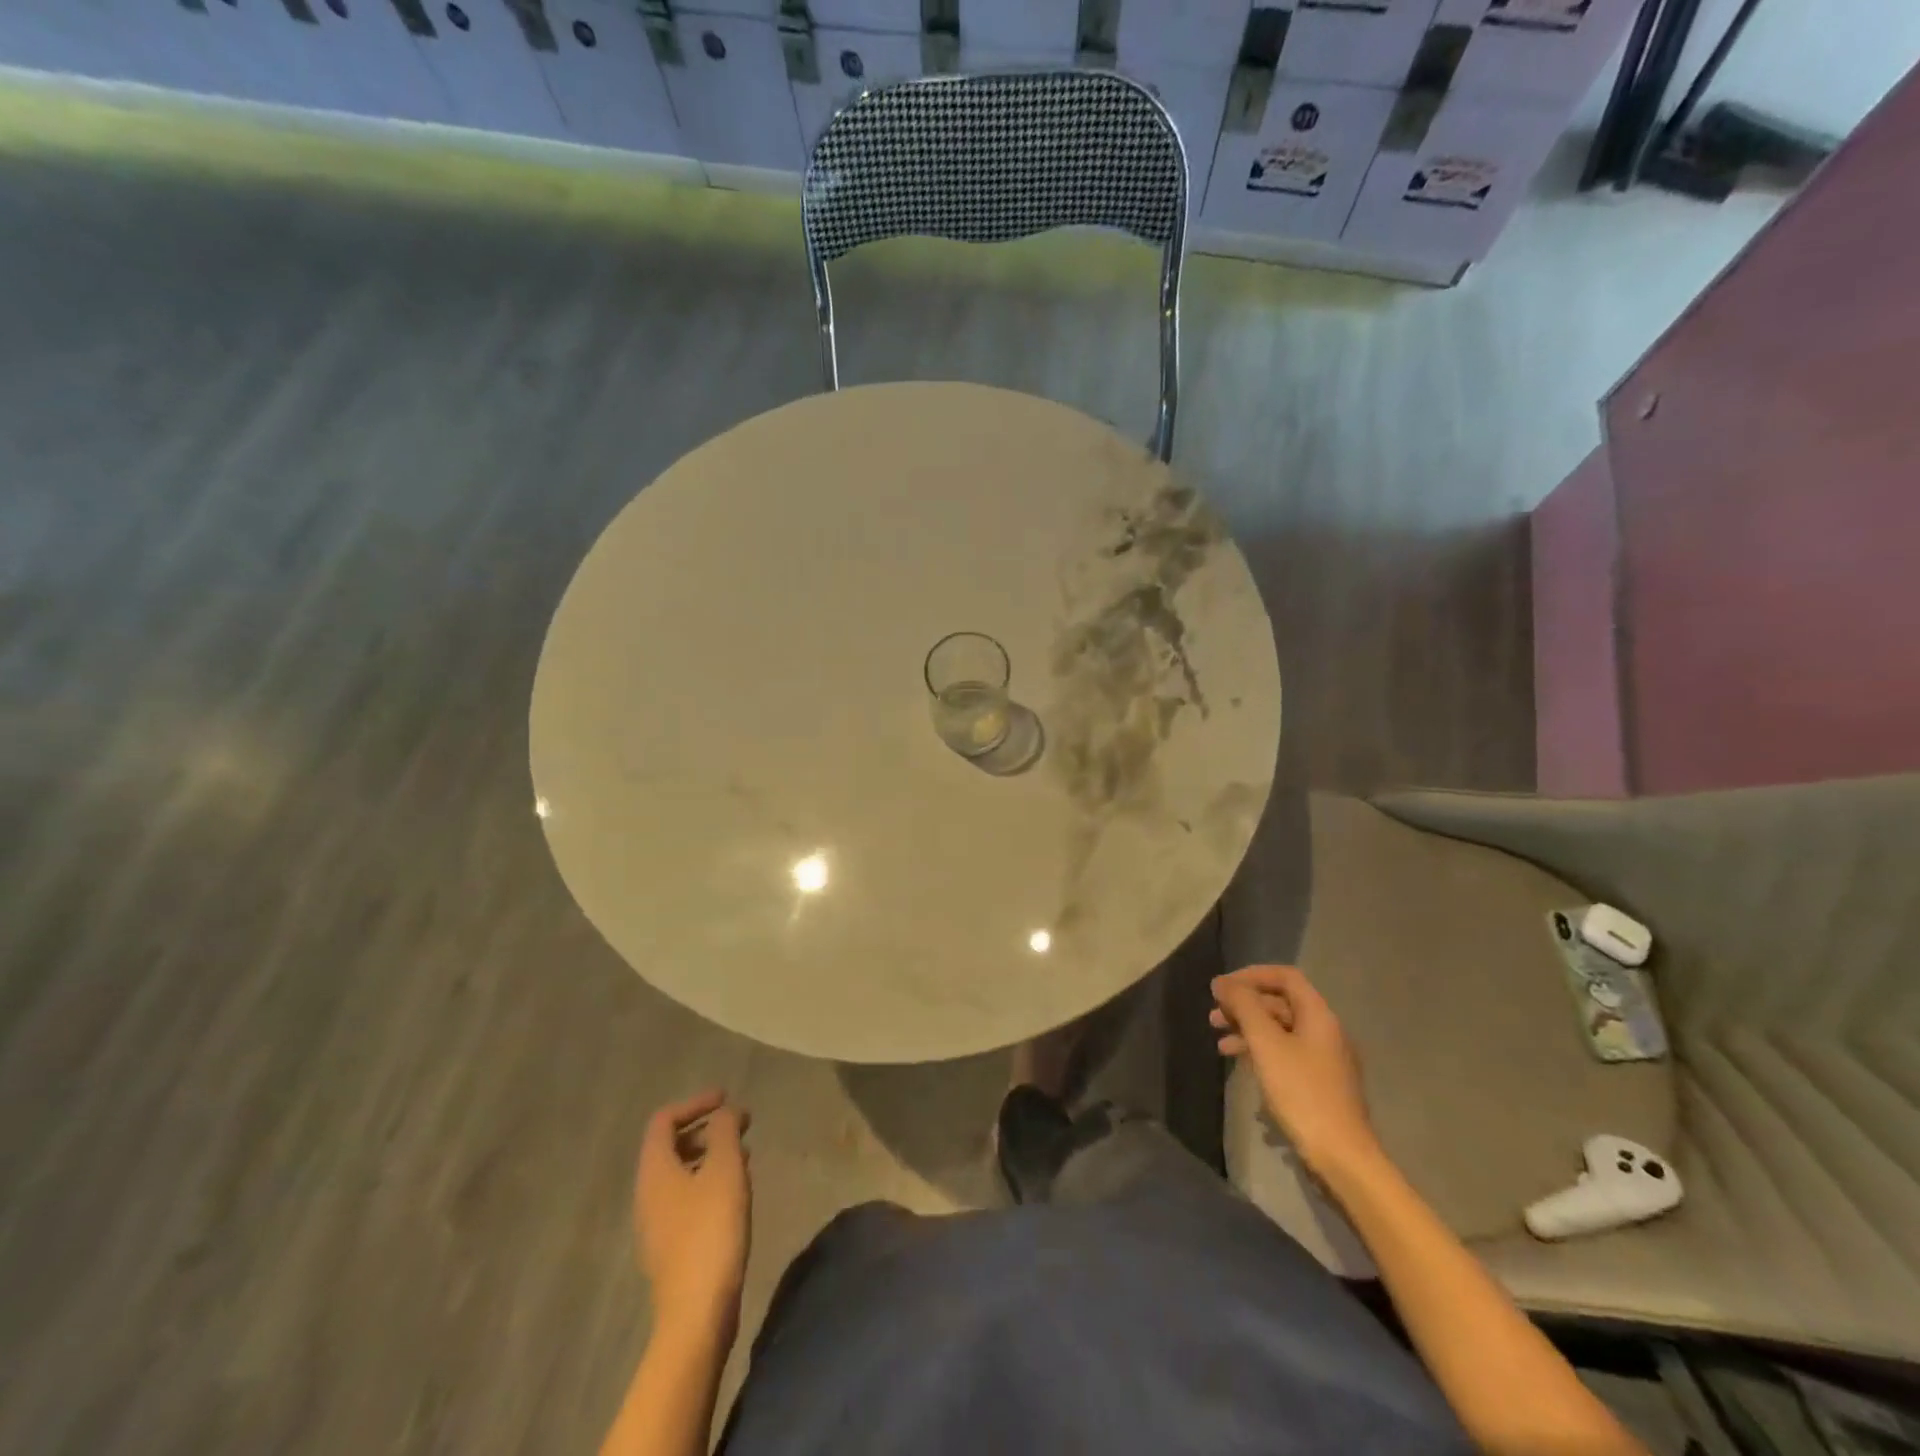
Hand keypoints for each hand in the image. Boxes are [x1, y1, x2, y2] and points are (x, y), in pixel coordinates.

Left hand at [636, 1090, 751, 1336]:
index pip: (664, 1121)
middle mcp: (648, 1194)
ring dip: (711, 1155)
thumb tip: (724, 1113)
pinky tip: (736, 1191)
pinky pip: (688, 1198)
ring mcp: (657, 1224)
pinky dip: (710, 1181)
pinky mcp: (672, 1246)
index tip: (727, 1099)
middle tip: (742, 1125)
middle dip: (707, 1129)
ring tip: (745, 1155)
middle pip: (671, 1146)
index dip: (695, 1103)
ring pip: (681, 1173)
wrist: (696, 1314)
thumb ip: (725, 1132)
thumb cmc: (711, 1231)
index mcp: (654, 1171)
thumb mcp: (725, 1170)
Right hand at [1211, 965, 1378, 1179]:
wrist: (1341, 1156)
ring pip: (1280, 1030)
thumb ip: (1244, 1007)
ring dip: (1248, 1029)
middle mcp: (1325, 1031)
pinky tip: (1240, 1064)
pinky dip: (1260, 1051)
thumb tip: (1222, 982)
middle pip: (1280, 1003)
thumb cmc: (1302, 1092)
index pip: (1285, 977)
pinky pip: (1284, 1053)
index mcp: (1318, 1015)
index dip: (1251, 975)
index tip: (1222, 987)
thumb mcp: (1266, 1044)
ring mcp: (1323, 1059)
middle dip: (1244, 1005)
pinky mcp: (1318, 1083)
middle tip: (1213, 1015)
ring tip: (1219, 1042)